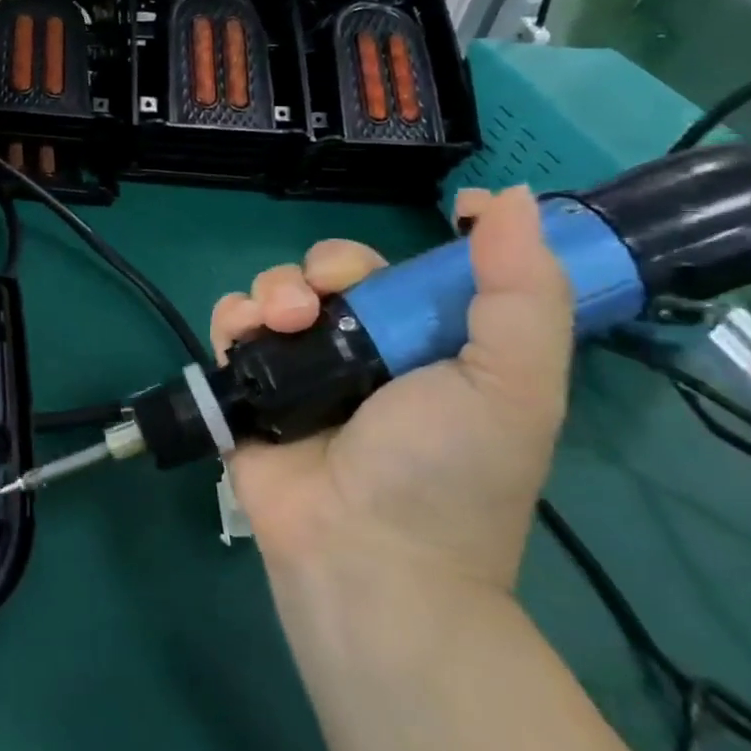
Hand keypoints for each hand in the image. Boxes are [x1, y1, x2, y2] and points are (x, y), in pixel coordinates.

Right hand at [213, 186, 572, 597]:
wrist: (363, 554)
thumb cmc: (447, 470)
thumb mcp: (514, 382)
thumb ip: (520, 290)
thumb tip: (506, 196)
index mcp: (427, 347)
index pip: (408, 274)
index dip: (404, 249)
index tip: (413, 228)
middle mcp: (361, 352)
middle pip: (332, 273)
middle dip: (326, 265)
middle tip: (327, 293)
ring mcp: (299, 369)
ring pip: (277, 291)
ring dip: (275, 288)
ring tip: (284, 321)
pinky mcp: (245, 386)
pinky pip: (230, 326)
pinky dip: (232, 317)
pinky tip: (246, 333)